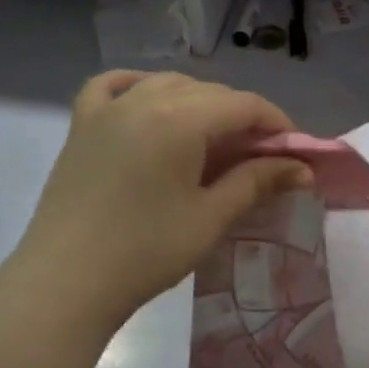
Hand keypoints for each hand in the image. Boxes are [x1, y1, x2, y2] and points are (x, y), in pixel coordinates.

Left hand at [12, 72, 310, 328]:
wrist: (65, 283)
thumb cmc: (146, 252)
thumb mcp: (212, 217)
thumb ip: (258, 182)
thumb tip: (303, 169)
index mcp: (179, 119)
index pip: (244, 105)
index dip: (277, 123)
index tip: (295, 153)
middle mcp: (144, 99)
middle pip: (210, 92)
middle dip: (243, 117)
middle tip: (261, 157)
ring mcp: (108, 109)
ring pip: (167, 84)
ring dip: (200, 102)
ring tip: (215, 138)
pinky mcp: (82, 125)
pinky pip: (113, 86)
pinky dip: (139, 86)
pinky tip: (150, 99)